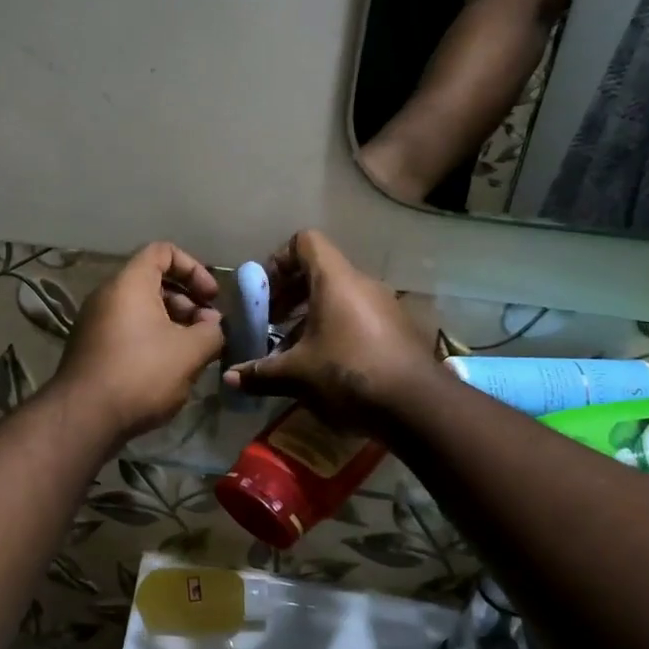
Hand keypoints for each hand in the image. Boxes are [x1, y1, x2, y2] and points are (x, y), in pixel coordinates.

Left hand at [55, 242, 225, 440]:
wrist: (84, 417)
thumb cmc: (141, 373)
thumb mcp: (190, 351)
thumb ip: (212, 331)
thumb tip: (214, 325)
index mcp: (130, 283)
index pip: (163, 251)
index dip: (193, 268)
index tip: (212, 297)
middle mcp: (108, 294)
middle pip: (153, 281)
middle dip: (187, 301)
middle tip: (208, 329)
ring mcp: (95, 322)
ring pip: (141, 309)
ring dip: (173, 323)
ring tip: (193, 353)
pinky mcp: (91, 347)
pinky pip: (128, 329)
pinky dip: (152, 338)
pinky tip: (169, 369)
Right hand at [222, 230, 434, 430]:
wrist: (418, 406)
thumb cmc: (349, 373)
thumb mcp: (297, 375)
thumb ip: (261, 373)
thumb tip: (230, 378)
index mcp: (336, 280)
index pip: (306, 242)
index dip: (280, 259)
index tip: (265, 292)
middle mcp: (362, 284)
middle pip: (320, 271)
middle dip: (291, 295)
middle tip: (272, 323)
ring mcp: (385, 306)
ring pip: (339, 298)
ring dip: (312, 317)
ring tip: (294, 350)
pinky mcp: (399, 330)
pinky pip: (359, 317)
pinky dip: (337, 330)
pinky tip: (326, 366)